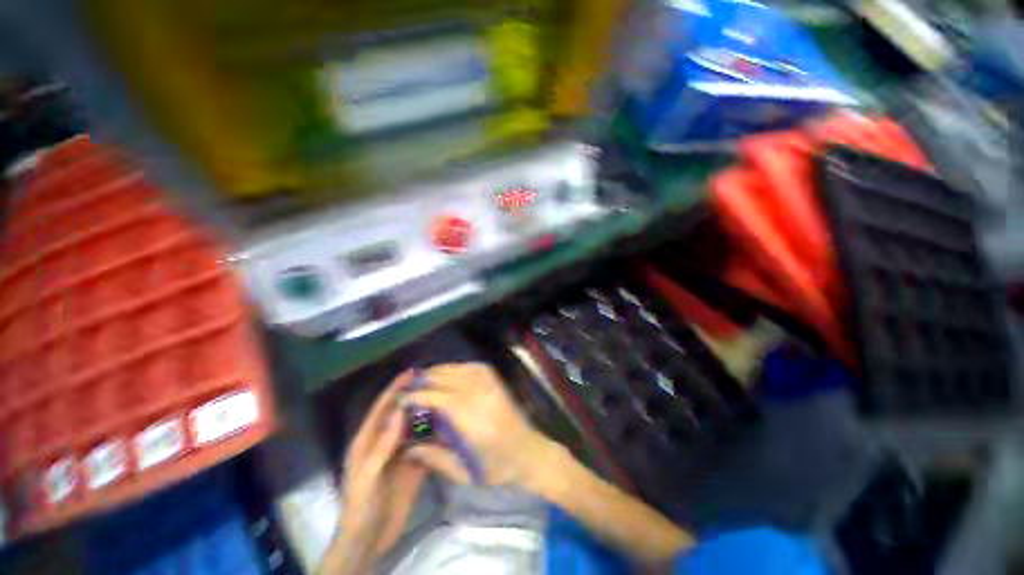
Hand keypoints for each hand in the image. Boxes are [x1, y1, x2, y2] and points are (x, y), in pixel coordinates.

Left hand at [322, 371, 426, 574]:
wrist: (370, 540)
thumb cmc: (360, 507)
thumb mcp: (367, 476)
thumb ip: (382, 445)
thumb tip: (399, 412)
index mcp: (368, 441)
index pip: (383, 408)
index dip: (395, 389)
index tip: (411, 373)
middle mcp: (386, 442)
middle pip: (402, 413)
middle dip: (415, 397)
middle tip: (435, 381)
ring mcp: (401, 453)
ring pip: (416, 426)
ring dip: (428, 413)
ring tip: (446, 398)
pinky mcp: (414, 465)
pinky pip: (426, 444)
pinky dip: (435, 434)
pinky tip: (449, 425)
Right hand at [403, 363, 559, 489]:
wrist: (529, 451)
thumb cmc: (497, 467)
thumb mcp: (464, 473)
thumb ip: (434, 458)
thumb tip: (407, 447)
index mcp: (471, 419)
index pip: (437, 398)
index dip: (416, 396)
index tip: (401, 400)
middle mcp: (479, 394)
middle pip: (445, 378)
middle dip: (423, 381)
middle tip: (408, 390)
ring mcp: (489, 383)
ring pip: (456, 368)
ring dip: (437, 372)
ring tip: (423, 382)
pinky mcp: (495, 379)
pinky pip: (470, 366)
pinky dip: (455, 368)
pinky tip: (447, 375)